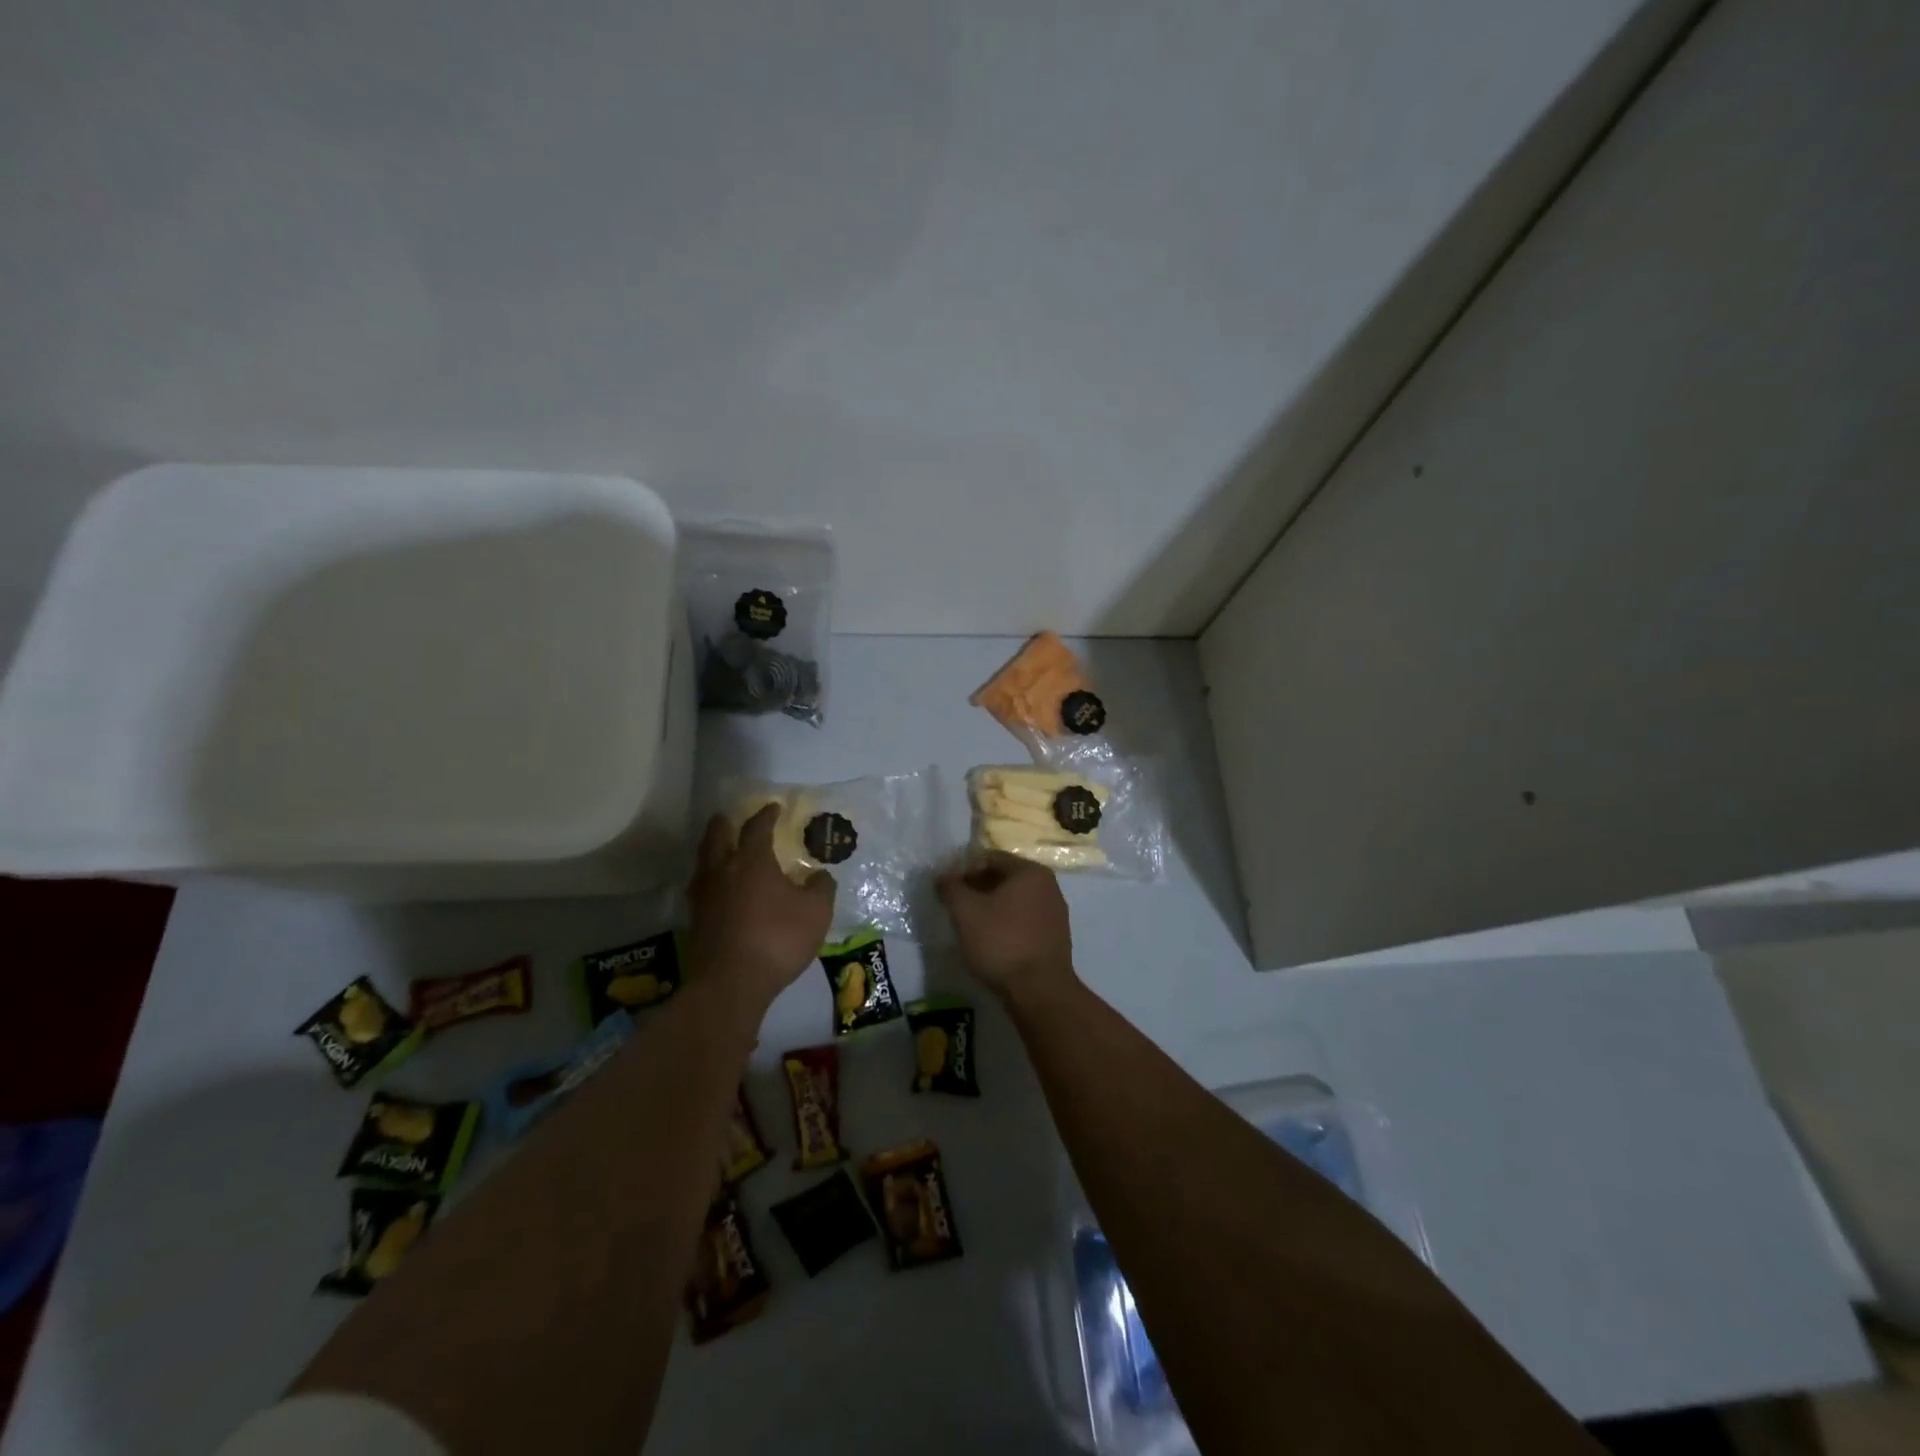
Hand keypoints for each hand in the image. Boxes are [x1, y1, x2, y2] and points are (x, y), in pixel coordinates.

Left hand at [687, 805, 834, 1011]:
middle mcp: (723, 870)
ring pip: (704, 861)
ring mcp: (704, 896)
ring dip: (713, 850)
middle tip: (731, 817)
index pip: (757, 828)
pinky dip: (711, 879)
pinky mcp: (695, 920)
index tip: (773, 808)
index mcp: (752, 861)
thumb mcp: (816, 912)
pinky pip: (702, 887)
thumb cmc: (778, 939)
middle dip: (725, 824)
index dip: (766, 815)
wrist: (731, 983)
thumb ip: (821, 888)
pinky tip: (720, 888)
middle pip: (717, 836)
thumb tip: (820, 875)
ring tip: (722, 850)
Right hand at [936, 852, 1078, 1008]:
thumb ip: (951, 887)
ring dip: (991, 907)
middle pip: (1003, 878)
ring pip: (1014, 900)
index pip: (990, 858)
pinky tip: (992, 941)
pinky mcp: (1055, 937)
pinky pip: (1024, 920)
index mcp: (1030, 871)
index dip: (964, 870)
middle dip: (977, 889)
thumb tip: (944, 876)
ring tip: (970, 926)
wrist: (1039, 991)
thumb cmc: (1001, 942)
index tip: (947, 889)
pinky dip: (1006, 924)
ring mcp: (1055, 912)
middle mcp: (1048, 885)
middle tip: (955, 908)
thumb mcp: (965, 911)